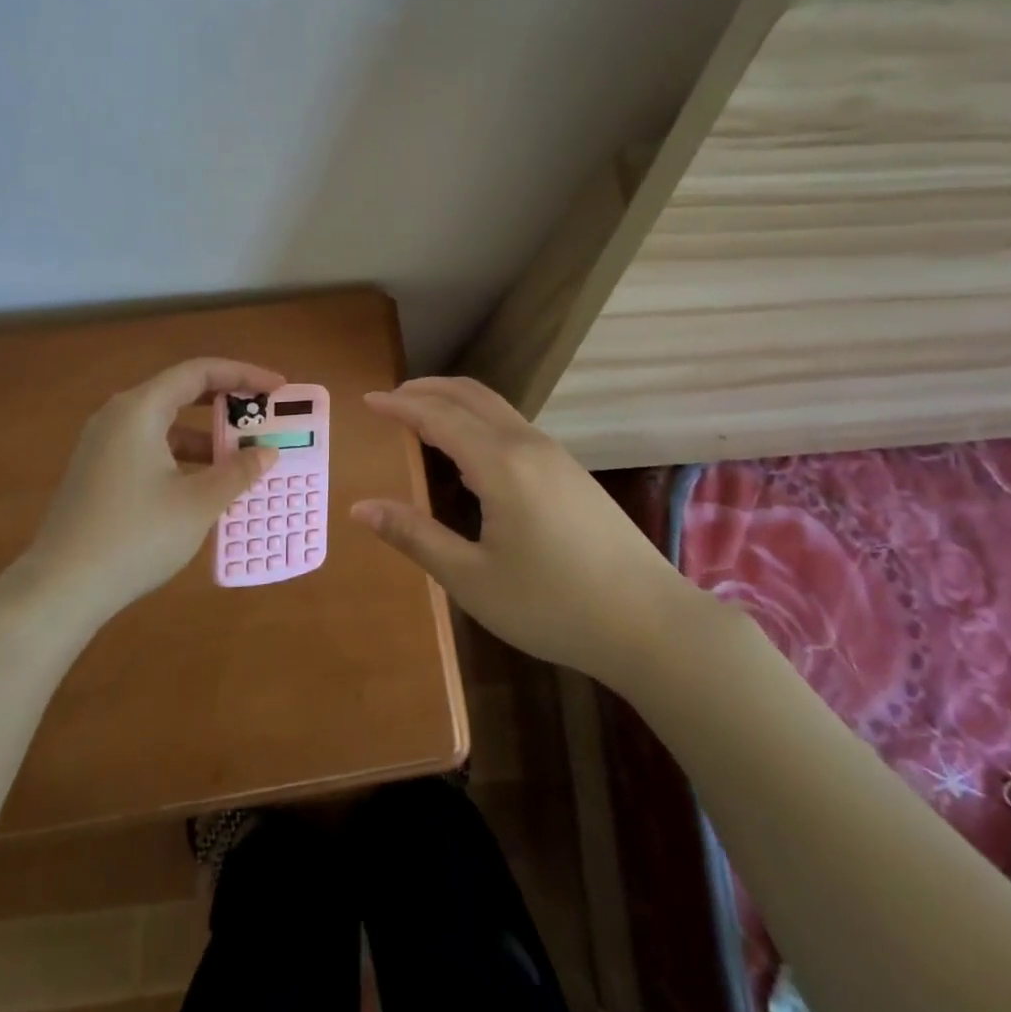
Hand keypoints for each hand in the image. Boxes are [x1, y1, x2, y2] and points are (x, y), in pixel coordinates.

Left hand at [23, 357, 283, 617]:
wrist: (61, 588)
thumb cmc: (136, 536)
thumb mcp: (198, 504)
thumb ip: (237, 472)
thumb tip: (266, 453)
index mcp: (139, 410)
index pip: (199, 372)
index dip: (243, 375)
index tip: (277, 389)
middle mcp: (118, 416)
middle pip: (180, 392)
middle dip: (226, 403)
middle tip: (263, 416)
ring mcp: (103, 444)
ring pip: (165, 424)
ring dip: (206, 436)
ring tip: (242, 457)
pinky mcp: (98, 471)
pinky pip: (150, 447)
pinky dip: (183, 455)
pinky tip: (205, 484)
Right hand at [351, 376, 712, 684]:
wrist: (650, 622)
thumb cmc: (553, 605)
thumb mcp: (473, 580)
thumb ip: (415, 536)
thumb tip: (360, 507)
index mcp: (501, 464)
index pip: (439, 417)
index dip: (400, 405)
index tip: (367, 400)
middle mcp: (528, 446)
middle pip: (471, 396)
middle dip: (428, 389)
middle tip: (391, 397)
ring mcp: (556, 456)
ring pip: (497, 409)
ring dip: (456, 402)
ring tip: (423, 416)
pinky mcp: (572, 473)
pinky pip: (514, 427)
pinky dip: (479, 421)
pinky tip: (471, 452)